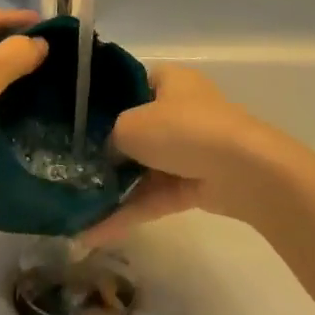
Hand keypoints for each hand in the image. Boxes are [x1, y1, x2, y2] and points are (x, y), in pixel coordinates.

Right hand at [83, 65, 286, 245]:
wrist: (242, 171)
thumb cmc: (183, 129)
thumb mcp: (131, 124)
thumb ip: (110, 137)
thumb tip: (107, 154)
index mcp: (169, 81)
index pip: (131, 85)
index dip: (105, 102)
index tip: (78, 123)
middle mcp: (180, 109)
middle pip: (136, 130)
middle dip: (107, 152)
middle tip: (71, 168)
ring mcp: (190, 149)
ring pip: (144, 167)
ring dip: (114, 189)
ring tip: (76, 208)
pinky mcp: (196, 184)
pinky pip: (155, 196)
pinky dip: (129, 211)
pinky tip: (95, 232)